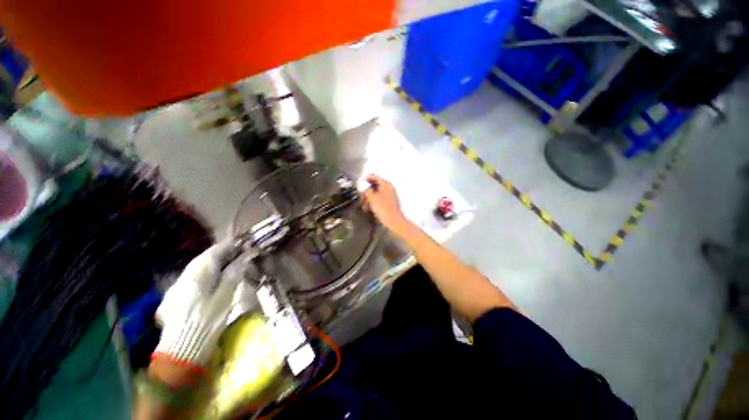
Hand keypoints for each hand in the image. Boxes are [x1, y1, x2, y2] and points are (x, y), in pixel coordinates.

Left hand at [153, 241, 241, 368]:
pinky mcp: (174, 297)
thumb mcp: (226, 295)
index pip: (215, 251)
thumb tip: (242, 259)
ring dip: (214, 264)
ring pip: (197, 268)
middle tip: (239, 253)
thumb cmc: (208, 320)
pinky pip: (192, 279)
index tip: (243, 242)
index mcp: (198, 273)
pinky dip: (206, 275)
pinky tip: (212, 281)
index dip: (230, 245)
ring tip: (229, 265)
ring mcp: (177, 287)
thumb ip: (234, 274)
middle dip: (222, 254)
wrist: (182, 348)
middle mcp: (184, 275)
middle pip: (205, 258)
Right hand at [362, 175, 412, 239]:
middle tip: (362, 197)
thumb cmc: (383, 208)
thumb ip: (366, 190)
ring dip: (369, 198)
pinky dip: (373, 202)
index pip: (375, 177)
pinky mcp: (389, 204)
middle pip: (375, 186)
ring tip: (365, 205)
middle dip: (367, 191)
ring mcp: (390, 196)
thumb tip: (362, 187)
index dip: (367, 179)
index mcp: (386, 184)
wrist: (393, 220)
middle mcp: (389, 189)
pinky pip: (379, 200)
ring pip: (376, 194)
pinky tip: (370, 208)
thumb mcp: (372, 197)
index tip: (361, 182)